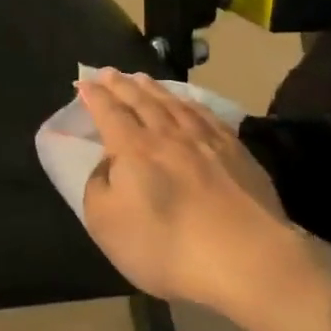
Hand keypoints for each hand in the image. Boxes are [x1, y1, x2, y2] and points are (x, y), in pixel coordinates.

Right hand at [76, 70, 305, 328]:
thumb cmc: (165, 246)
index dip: (95, 97)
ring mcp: (207, 140)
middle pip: (141, 101)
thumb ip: (98, 188)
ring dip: (154, 89)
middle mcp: (169, 135)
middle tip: (110, 72)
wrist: (245, 257)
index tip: (85, 82)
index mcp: (133, 149)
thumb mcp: (107, 226)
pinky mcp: (237, 152)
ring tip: (142, 79)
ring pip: (175, 104)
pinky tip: (188, 103)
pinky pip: (207, 115)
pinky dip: (190, 104)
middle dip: (122, 85)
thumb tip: (107, 165)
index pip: (109, 113)